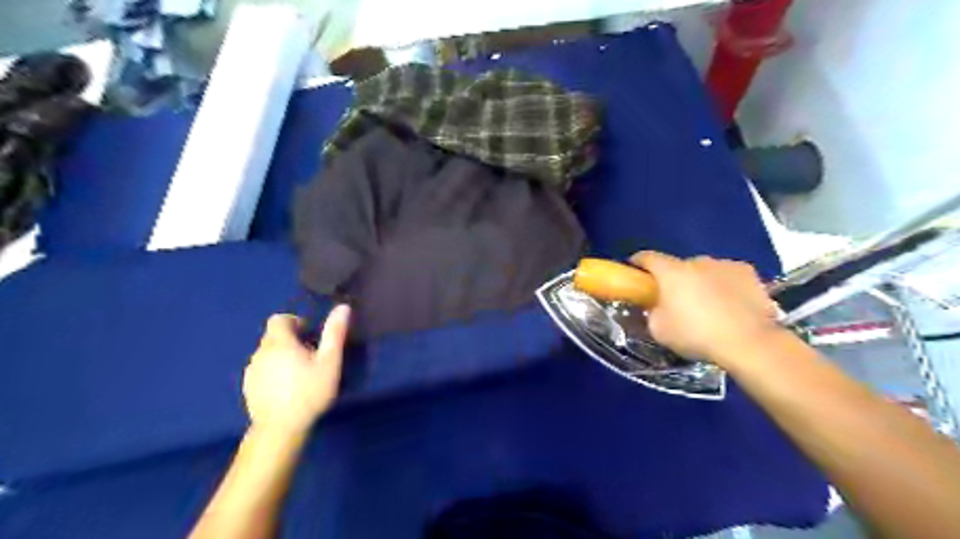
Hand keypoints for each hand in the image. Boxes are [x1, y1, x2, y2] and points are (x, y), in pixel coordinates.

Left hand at [245, 305, 350, 435]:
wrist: (280, 429)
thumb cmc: (309, 392)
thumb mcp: (329, 362)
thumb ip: (334, 333)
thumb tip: (343, 307)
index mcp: (279, 342)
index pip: (279, 319)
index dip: (295, 322)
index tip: (310, 337)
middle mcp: (260, 352)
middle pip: (273, 336)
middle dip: (291, 341)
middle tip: (310, 357)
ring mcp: (252, 371)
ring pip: (267, 353)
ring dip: (282, 356)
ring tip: (300, 374)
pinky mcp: (248, 387)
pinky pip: (262, 370)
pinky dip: (273, 372)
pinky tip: (287, 389)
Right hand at [637, 251, 783, 368]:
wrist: (749, 343)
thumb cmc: (696, 334)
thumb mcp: (659, 330)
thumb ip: (652, 312)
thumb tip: (654, 307)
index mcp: (671, 271)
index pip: (648, 257)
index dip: (639, 262)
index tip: (635, 270)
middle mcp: (697, 261)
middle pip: (679, 266)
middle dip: (674, 279)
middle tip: (675, 300)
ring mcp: (725, 265)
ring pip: (705, 270)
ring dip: (701, 281)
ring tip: (707, 305)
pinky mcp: (749, 273)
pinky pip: (728, 276)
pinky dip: (725, 286)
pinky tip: (730, 304)